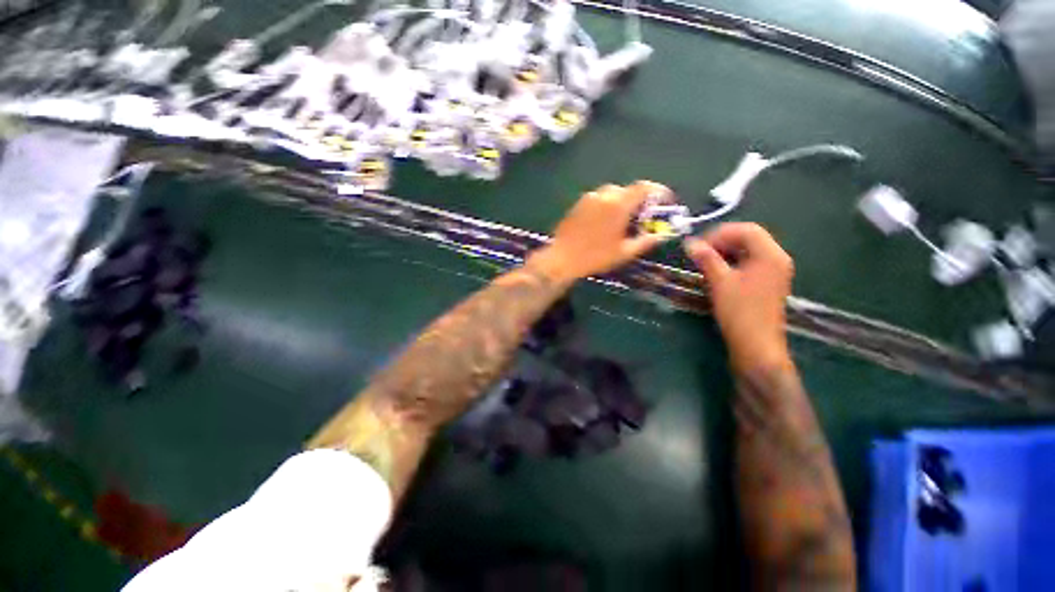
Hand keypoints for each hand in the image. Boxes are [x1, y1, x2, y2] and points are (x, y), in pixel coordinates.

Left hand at [529, 181, 667, 282]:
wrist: (562, 259)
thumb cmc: (595, 257)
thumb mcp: (624, 252)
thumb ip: (646, 241)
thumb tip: (663, 235)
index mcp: (618, 204)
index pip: (644, 187)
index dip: (658, 191)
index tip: (664, 201)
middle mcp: (603, 195)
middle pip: (627, 190)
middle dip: (638, 201)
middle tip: (641, 218)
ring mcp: (588, 198)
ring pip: (611, 194)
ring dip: (621, 203)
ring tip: (621, 222)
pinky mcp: (577, 204)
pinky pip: (598, 200)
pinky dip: (607, 206)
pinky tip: (603, 224)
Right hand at [684, 223, 793, 370]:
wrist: (756, 344)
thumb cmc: (739, 311)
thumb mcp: (720, 282)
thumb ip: (706, 259)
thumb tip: (690, 243)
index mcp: (770, 255)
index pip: (746, 230)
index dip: (720, 233)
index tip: (699, 245)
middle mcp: (777, 259)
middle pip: (750, 238)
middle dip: (723, 241)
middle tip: (700, 252)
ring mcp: (775, 272)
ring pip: (750, 251)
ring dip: (727, 251)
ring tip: (706, 261)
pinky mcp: (769, 283)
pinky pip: (751, 263)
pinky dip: (734, 262)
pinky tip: (719, 271)